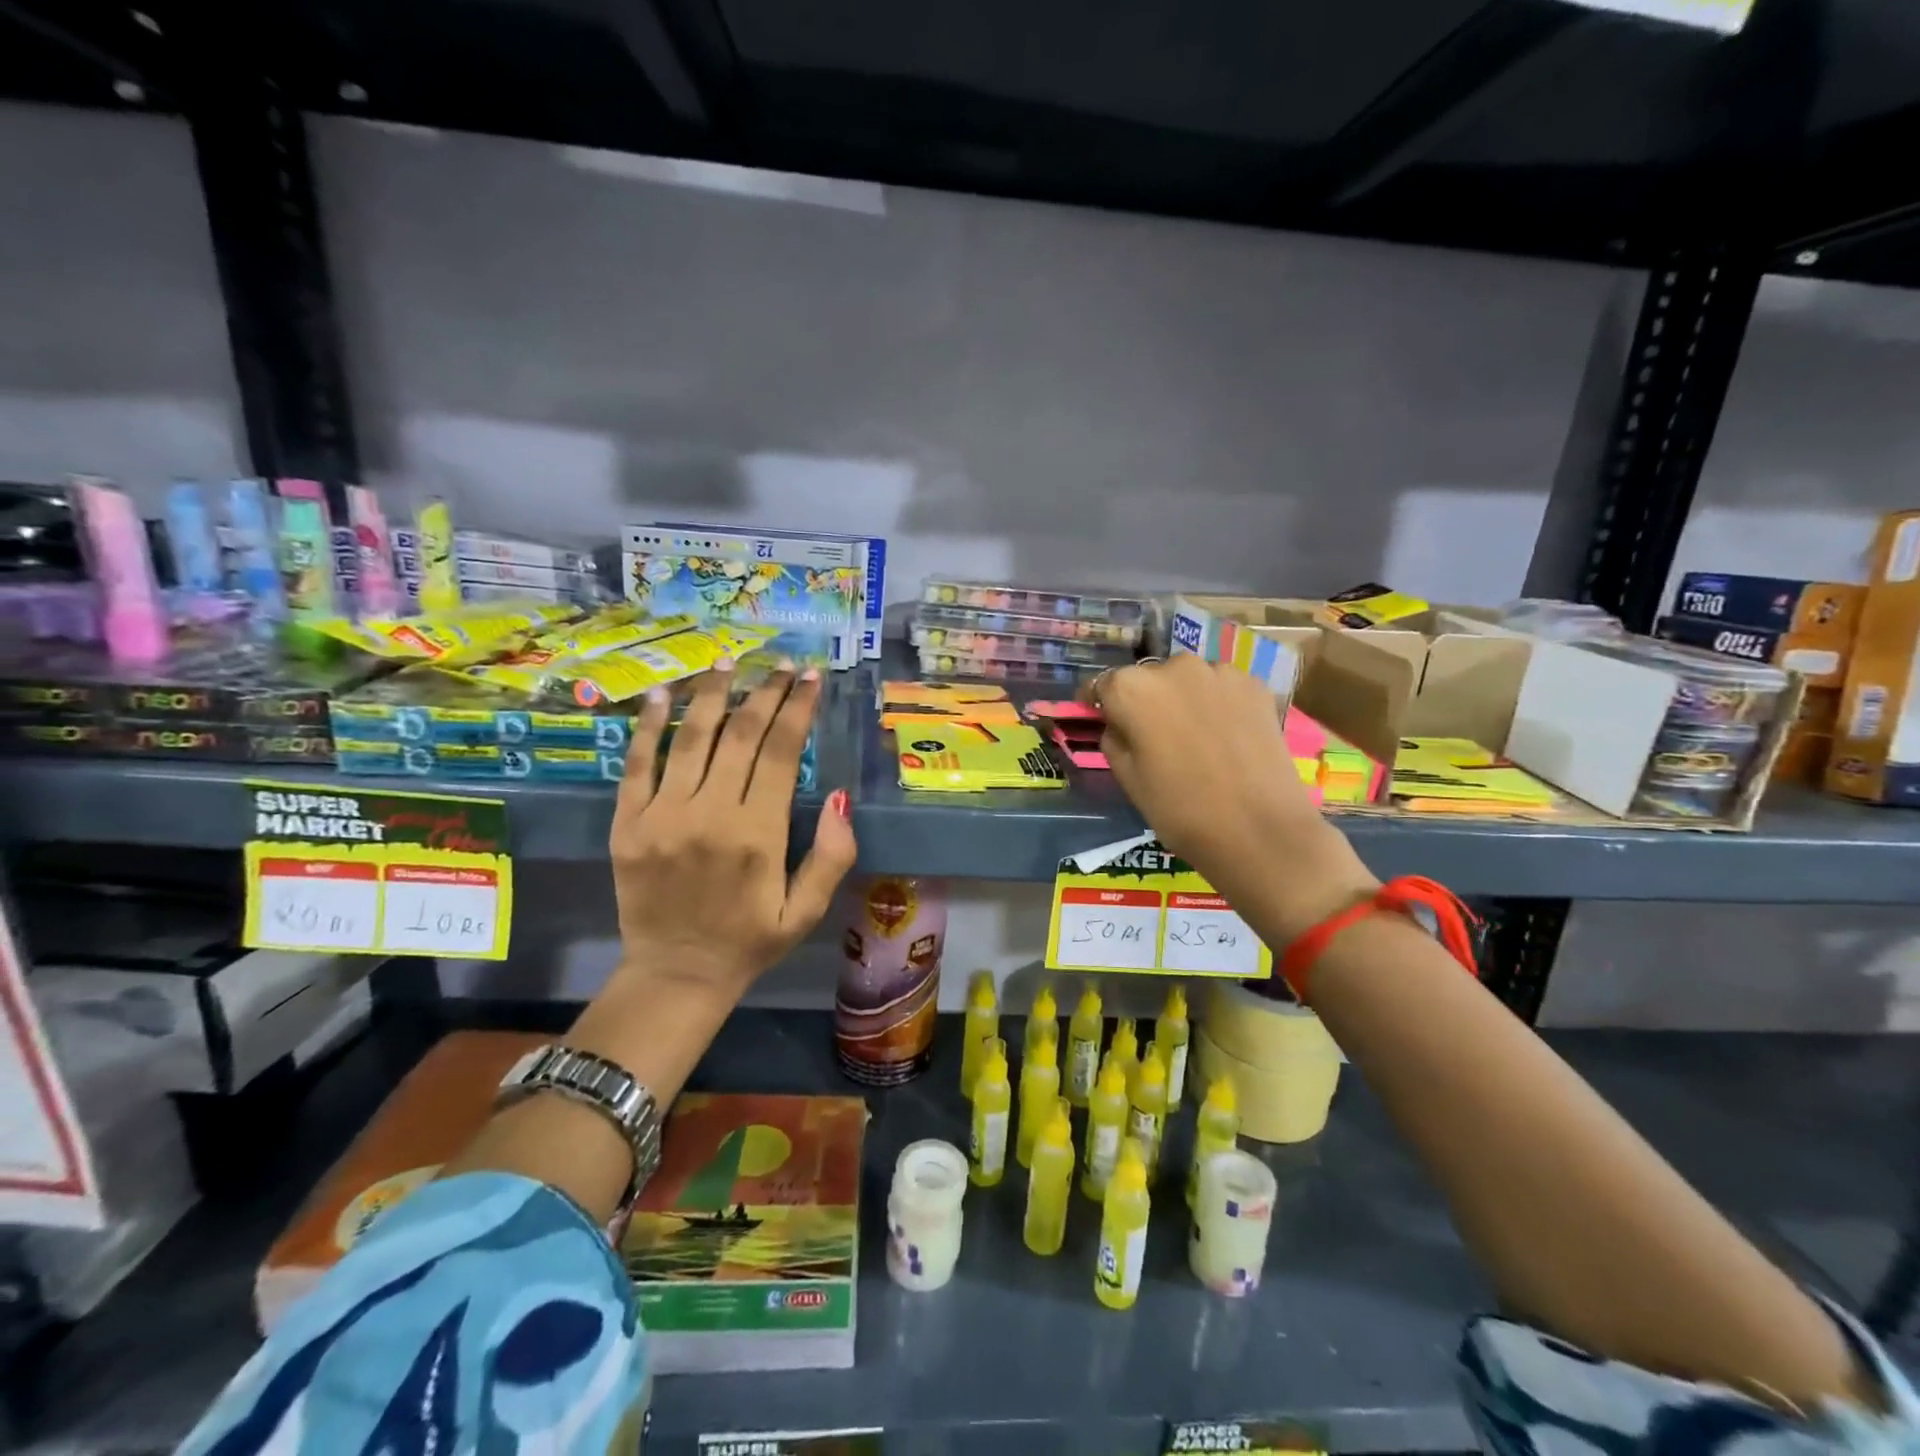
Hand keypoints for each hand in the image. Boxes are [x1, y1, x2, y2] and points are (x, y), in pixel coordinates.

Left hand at [607, 661, 857, 1004]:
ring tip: (728, 661)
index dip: (798, 708)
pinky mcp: (627, 824)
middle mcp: (710, 815)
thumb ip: (832, 855)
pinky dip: (650, 725)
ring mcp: (662, 816)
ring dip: (713, 694)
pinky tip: (664, 693)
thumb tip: (842, 796)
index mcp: (759, 834)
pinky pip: (637, 764)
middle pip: (740, 735)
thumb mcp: (807, 911)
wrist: (676, 974)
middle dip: (766, 692)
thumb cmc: (751, 941)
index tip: (810, 677)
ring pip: (691, 738)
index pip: (782, 752)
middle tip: (781, 663)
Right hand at [1095, 655, 1377, 940]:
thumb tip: (1119, 723)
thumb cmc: (1180, 810)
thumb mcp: (1127, 778)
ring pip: (1187, 681)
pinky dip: (1217, 704)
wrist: (1259, 830)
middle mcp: (1173, 667)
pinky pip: (1221, 688)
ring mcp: (1218, 672)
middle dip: (1144, 701)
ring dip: (1183, 699)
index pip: (1102, 685)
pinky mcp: (1254, 685)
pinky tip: (1225, 737)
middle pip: (1147, 679)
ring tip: (1194, 738)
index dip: (1099, 704)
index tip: (1101, 719)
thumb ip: (1114, 737)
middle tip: (1153, 737)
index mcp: (1131, 688)